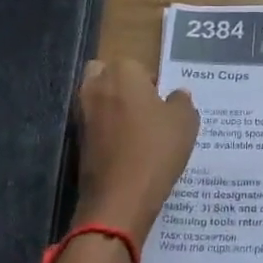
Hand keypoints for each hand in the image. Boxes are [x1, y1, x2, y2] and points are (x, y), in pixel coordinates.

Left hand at [74, 59, 199, 245]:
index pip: (136, 64)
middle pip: (105, 73)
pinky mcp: (77, 141)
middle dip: (120, 84)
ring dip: (111, 107)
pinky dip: (106, 131)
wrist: (120, 198)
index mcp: (122, 73)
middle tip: (144, 106)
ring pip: (96, 99)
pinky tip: (127, 148)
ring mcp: (82, 115)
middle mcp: (96, 87)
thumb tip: (177, 94)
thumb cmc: (156, 149)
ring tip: (137, 128)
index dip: (151, 81)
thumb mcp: (185, 122)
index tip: (163, 100)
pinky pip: (94, 125)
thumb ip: (182, 101)